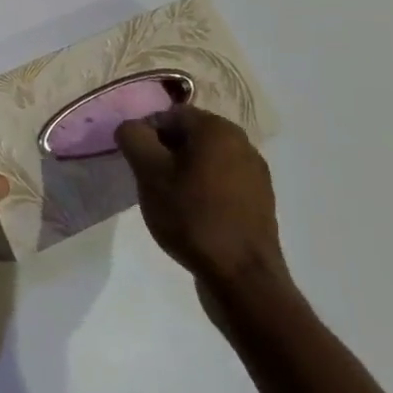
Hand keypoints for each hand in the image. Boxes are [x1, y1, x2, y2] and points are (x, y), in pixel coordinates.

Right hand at [116, 107, 289, 297]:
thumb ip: (134, 138)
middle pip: (189, 135)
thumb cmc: (192, 216)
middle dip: (165, 152)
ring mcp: (255, 172)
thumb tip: (132, 127)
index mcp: (216, 128)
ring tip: (171, 201)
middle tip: (150, 181)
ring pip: (206, 159)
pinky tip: (194, 215)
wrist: (242, 277)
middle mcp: (242, 142)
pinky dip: (205, 189)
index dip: (146, 134)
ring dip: (184, 171)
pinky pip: (223, 181)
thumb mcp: (149, 173)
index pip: (169, 114)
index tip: (136, 162)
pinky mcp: (260, 200)